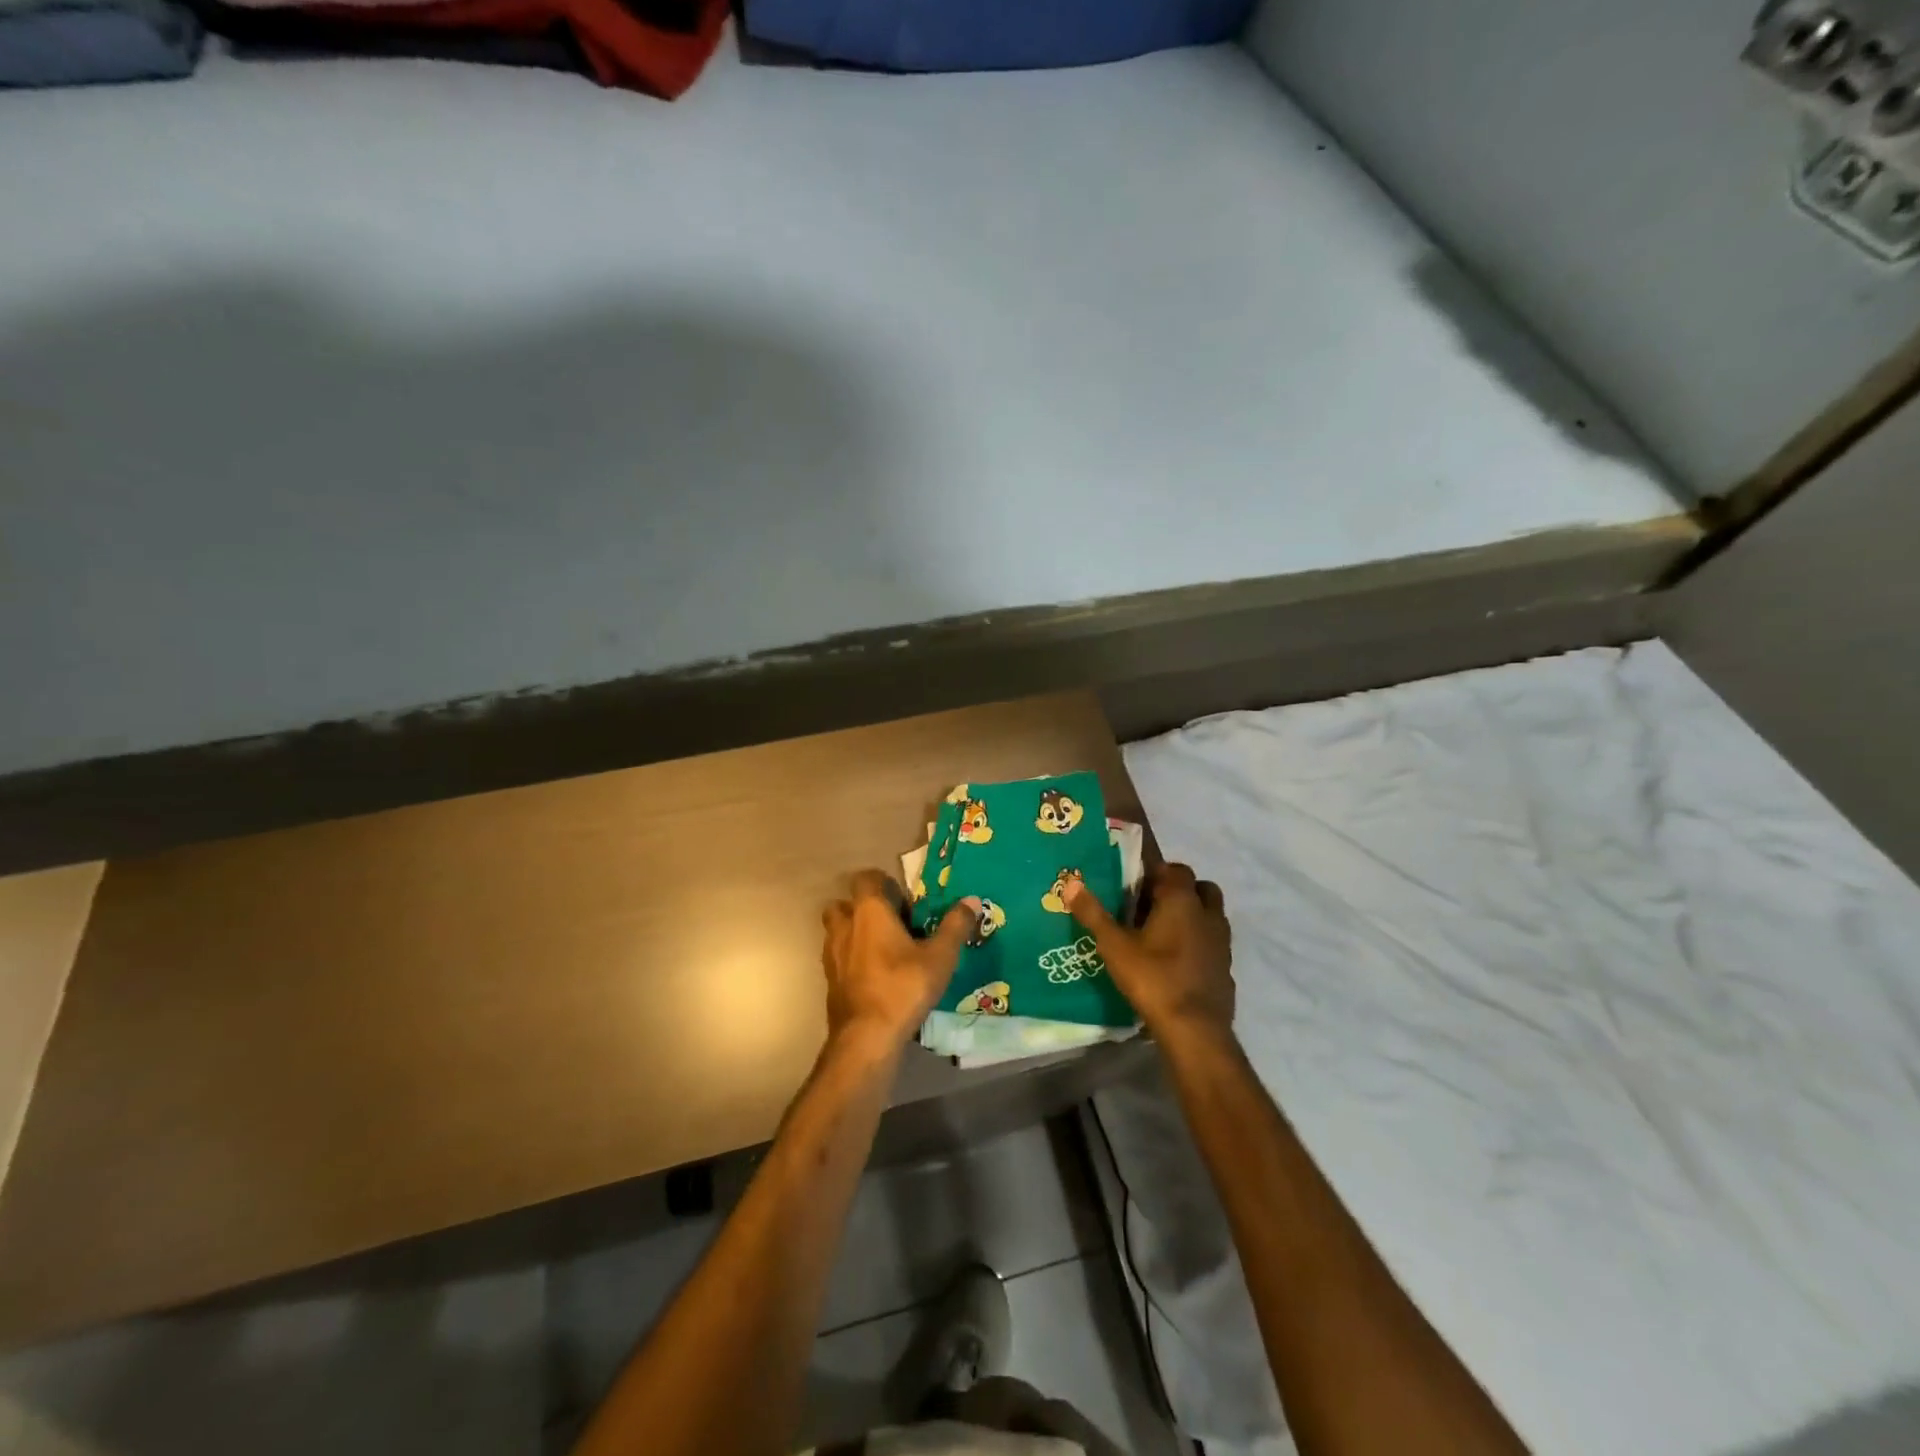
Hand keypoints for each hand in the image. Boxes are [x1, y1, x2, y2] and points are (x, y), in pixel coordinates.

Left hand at [821, 870, 978, 1054]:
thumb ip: (955, 926)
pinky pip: (838, 958)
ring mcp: (832, 955)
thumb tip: (971, 899)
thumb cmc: (903, 987)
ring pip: (837, 931)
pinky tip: (874, 975)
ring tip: (883, 949)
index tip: (904, 900)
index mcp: (869, 912)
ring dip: (855, 933)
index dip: (883, 883)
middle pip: (844, 904)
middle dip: (863, 908)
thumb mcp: (940, 957)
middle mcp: (845, 927)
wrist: (866, 1037)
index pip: (866, 878)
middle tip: (891, 922)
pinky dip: (852, 959)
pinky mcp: (830, 981)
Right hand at [1066, 862, 1233, 1045]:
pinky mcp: (1226, 966)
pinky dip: (1199, 940)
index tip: (1134, 877)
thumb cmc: (1153, 978)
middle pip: (1197, 886)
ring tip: (1163, 928)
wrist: (1195, 1030)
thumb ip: (1093, 914)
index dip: (1153, 868)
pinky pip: (1213, 941)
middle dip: (1176, 888)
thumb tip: (1070, 884)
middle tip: (1147, 902)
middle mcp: (1207, 912)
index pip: (1172, 867)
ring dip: (1192, 912)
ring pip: (1210, 912)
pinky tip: (1177, 958)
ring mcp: (1221, 941)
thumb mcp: (1114, 946)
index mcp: (1181, 899)